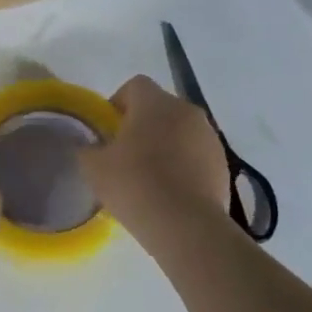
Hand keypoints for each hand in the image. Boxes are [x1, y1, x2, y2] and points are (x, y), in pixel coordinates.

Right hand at [78, 75, 232, 244]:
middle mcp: (187, 111)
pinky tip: (170, 192)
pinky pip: (197, 156)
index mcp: (155, 103)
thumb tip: (90, 145)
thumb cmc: (134, 185)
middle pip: (160, 108)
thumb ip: (88, 148)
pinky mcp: (223, 165)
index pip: (135, 85)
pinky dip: (184, 165)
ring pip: (181, 132)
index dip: (118, 103)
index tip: (108, 130)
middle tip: (125, 154)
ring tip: (150, 177)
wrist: (186, 226)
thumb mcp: (93, 167)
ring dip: (166, 145)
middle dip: (143, 125)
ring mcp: (210, 138)